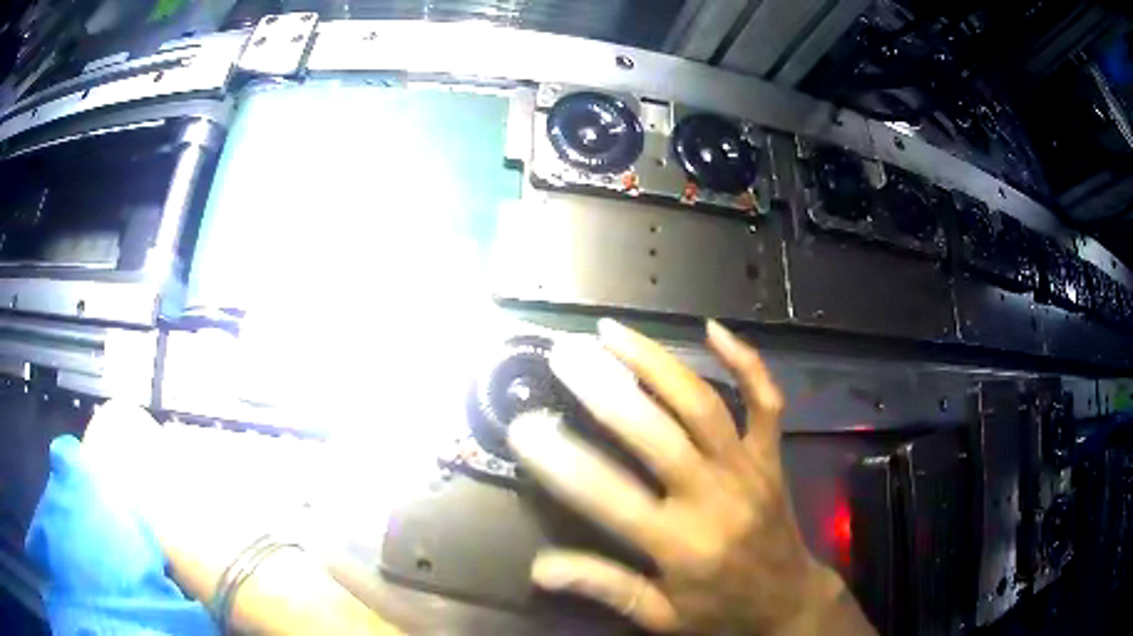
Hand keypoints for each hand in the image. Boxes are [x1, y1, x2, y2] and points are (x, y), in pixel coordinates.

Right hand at [509, 320, 870, 634]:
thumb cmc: (719, 611)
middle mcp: (714, 498)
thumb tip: (540, 568)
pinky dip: (746, 362)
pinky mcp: (771, 456)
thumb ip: (604, 588)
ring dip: (657, 363)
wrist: (788, 600)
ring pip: (702, 406)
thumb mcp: (659, 617)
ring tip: (613, 332)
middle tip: (565, 355)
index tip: (523, 427)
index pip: (608, 497)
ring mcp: (747, 469)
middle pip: (657, 436)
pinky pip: (765, 401)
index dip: (561, 461)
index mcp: (680, 546)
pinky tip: (714, 329)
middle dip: (606, 391)